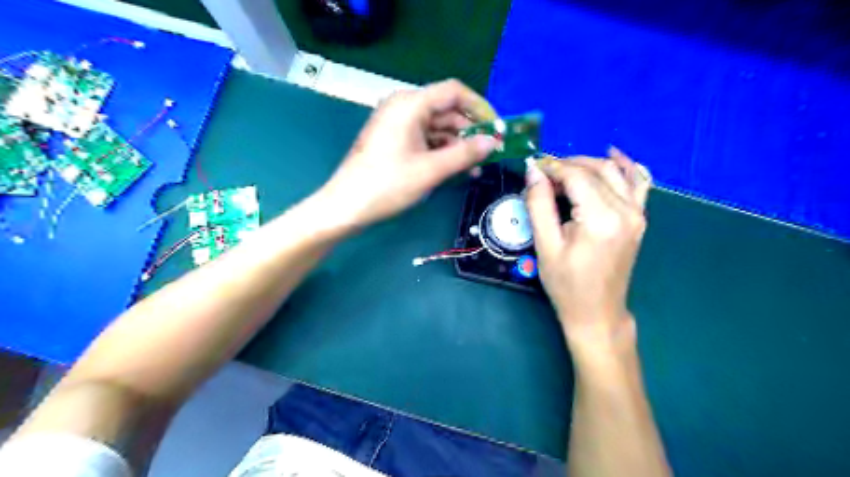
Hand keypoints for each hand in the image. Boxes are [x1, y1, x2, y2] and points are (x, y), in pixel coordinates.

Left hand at [323, 79, 499, 225]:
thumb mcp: (431, 170)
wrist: (347, 206)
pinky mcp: (395, 141)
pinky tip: (457, 169)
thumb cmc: (387, 184)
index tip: (497, 128)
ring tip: (477, 167)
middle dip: (470, 131)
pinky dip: (442, 152)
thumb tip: (493, 142)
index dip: (480, 107)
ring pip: (437, 128)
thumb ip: (465, 154)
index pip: (454, 92)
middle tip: (491, 153)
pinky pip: (426, 140)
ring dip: (458, 145)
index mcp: (410, 104)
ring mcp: (398, 125)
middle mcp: (404, 107)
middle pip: (446, 111)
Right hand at [526, 149, 652, 352]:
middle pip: (596, 170)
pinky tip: (614, 155)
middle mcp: (625, 210)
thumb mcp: (545, 245)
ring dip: (589, 163)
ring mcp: (637, 214)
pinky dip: (626, 166)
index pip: (577, 176)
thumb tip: (534, 172)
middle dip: (567, 165)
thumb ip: (539, 204)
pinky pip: (638, 183)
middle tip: (543, 173)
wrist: (597, 312)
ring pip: (615, 172)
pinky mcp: (639, 219)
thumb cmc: (566, 284)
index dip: (553, 167)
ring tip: (565, 168)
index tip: (533, 166)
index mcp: (601, 218)